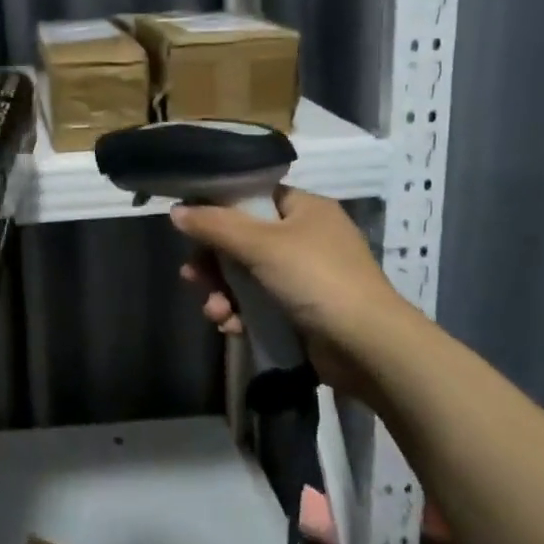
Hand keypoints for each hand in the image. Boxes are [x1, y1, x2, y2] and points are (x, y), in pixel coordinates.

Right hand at [172, 187, 415, 396]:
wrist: (368, 347)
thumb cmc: (317, 279)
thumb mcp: (261, 245)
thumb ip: (216, 225)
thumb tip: (176, 211)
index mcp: (305, 209)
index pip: (254, 196)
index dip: (219, 207)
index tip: (189, 223)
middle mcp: (306, 237)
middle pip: (243, 239)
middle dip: (214, 261)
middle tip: (192, 275)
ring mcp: (305, 276)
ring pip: (247, 275)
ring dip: (223, 292)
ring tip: (214, 311)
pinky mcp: (301, 311)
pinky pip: (259, 304)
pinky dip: (241, 313)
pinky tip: (230, 326)